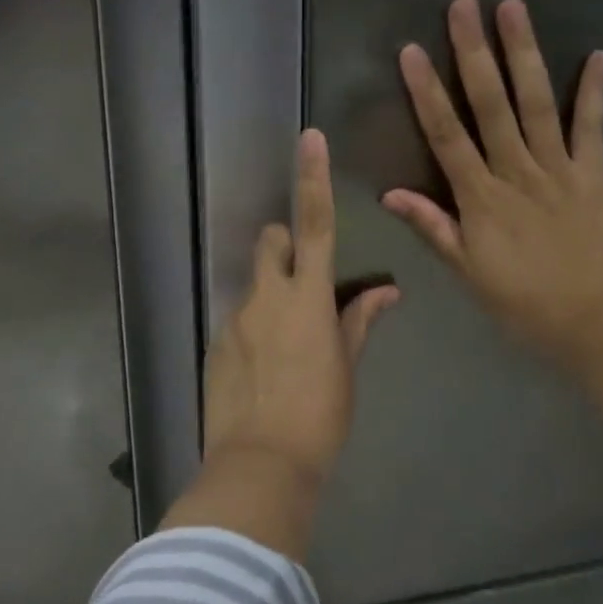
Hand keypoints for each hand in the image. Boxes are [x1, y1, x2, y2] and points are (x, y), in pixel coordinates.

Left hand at [204, 128, 399, 485]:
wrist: (260, 466)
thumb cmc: (319, 416)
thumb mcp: (347, 368)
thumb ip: (359, 321)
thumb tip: (386, 291)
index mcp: (306, 297)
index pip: (314, 223)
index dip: (313, 177)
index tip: (309, 138)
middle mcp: (265, 296)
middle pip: (272, 241)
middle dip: (286, 246)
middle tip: (305, 284)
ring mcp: (235, 319)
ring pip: (254, 284)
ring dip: (271, 295)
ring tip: (286, 347)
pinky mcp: (216, 343)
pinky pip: (239, 319)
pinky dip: (254, 328)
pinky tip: (264, 371)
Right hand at [383, 0, 602, 375]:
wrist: (600, 323)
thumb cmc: (525, 303)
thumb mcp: (468, 273)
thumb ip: (433, 227)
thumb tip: (390, 193)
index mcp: (481, 197)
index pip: (446, 135)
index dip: (427, 91)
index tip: (412, 50)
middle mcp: (517, 171)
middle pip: (491, 104)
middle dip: (474, 53)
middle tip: (464, 5)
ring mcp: (560, 168)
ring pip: (537, 102)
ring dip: (524, 54)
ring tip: (514, 8)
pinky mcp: (595, 174)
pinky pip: (594, 127)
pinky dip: (596, 91)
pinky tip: (598, 54)